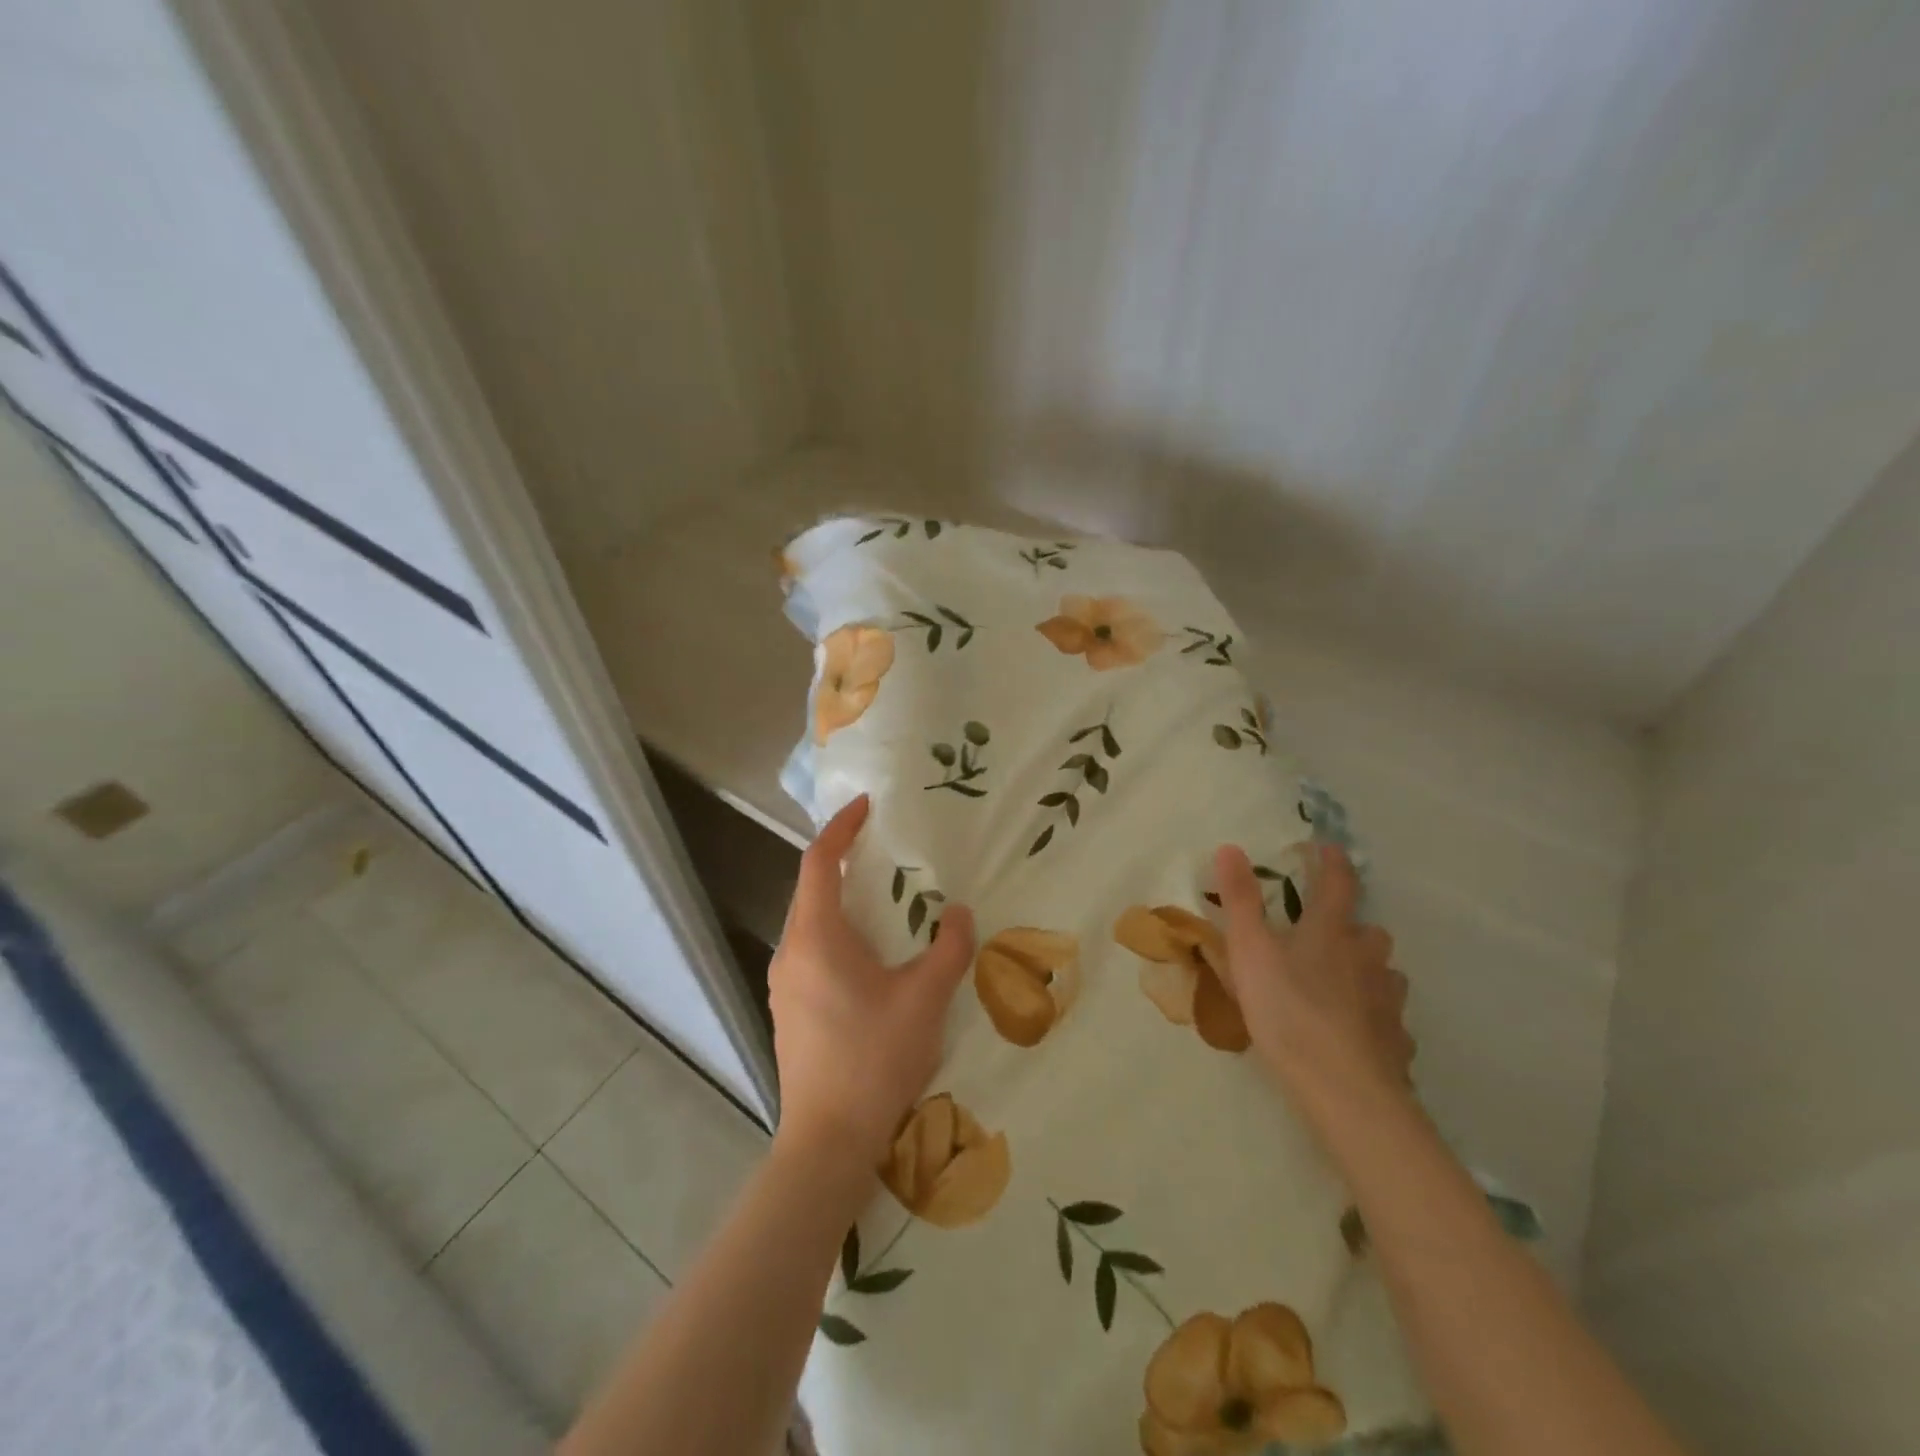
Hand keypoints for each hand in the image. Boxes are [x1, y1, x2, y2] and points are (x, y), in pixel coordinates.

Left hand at [768, 795, 976, 1167]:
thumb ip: (949, 948)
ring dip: (841, 902)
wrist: (827, 1142)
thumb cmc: (874, 1059)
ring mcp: (784, 985)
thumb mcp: (924, 999)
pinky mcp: (790, 1011)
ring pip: (810, 924)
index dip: (840, 828)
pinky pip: (811, 952)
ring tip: (884, 901)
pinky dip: (837, 935)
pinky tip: (870, 958)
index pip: (817, 862)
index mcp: (815, 937)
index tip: (865, 807)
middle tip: (883, 851)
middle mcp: (790, 952)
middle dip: (842, 863)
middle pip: (810, 890)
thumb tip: (959, 913)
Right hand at [1212, 842, 1413, 1127]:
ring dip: (1366, 970)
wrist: (1343, 1088)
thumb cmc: (1287, 1010)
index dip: (1332, 862)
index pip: (1338, 884)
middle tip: (1326, 934)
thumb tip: (1230, 847)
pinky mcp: (1397, 1041)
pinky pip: (1388, 1020)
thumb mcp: (1249, 950)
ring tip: (1341, 985)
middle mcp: (1368, 958)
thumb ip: (1240, 900)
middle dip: (1352, 926)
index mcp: (1331, 931)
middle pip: (1370, 930)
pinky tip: (1356, 1034)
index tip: (1327, 848)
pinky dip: (1374, 1018)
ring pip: (1384, 974)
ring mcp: (1388, 1001)